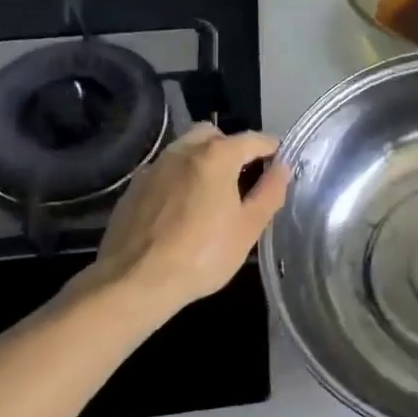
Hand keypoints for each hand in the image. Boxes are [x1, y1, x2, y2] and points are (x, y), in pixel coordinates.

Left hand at [77, 123, 291, 314]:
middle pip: (214, 135)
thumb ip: (270, 192)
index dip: (273, 149)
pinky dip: (180, 179)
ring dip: (203, 161)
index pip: (254, 139)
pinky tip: (182, 210)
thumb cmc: (202, 255)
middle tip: (243, 178)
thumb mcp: (248, 228)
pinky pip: (165, 171)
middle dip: (233, 148)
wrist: (134, 281)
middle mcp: (183, 151)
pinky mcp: (134, 187)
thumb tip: (283, 167)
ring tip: (212, 195)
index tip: (282, 165)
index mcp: (216, 155)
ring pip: (185, 150)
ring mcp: (154, 167)